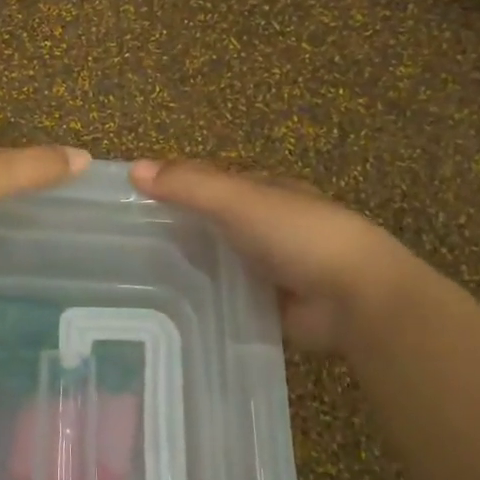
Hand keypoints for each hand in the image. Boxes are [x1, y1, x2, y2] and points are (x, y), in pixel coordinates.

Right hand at [130, 159, 416, 353]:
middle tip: (124, 248)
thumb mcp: (238, 200)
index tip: (131, 201)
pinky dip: (206, 302)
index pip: (211, 183)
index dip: (174, 187)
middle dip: (177, 231)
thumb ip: (189, 186)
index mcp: (265, 192)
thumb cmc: (298, 235)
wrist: (355, 298)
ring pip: (218, 263)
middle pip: (212, 224)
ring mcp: (271, 269)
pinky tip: (171, 309)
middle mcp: (267, 227)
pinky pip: (228, 300)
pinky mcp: (270, 307)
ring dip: (189, 268)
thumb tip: (133, 169)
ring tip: (136, 281)